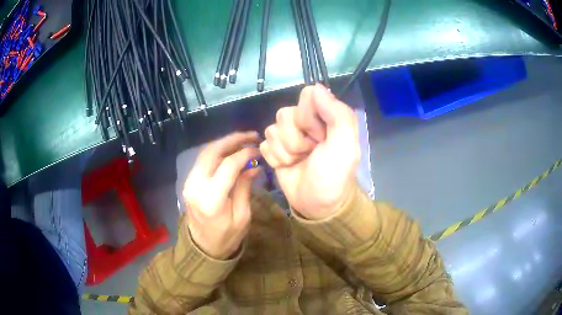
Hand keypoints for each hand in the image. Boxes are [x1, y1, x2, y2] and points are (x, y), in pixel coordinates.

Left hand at [183, 132, 260, 259]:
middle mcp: (196, 186)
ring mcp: (189, 182)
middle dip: (232, 140)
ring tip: (242, 140)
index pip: (228, 165)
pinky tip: (230, 151)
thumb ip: (244, 188)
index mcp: (211, 198)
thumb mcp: (242, 216)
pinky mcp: (189, 182)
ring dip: (224, 143)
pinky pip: (202, 160)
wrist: (203, 247)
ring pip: (205, 153)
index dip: (245, 154)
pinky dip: (217, 152)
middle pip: (212, 152)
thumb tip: (253, 167)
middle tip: (251, 135)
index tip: (258, 150)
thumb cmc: (226, 237)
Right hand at [260, 85, 359, 219]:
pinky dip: (275, 159)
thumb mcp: (345, 145)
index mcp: (325, 116)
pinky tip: (288, 166)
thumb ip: (337, 113)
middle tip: (310, 153)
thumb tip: (316, 87)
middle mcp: (305, 122)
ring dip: (286, 152)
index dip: (309, 117)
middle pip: (285, 114)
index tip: (319, 136)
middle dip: (296, 139)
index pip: (306, 97)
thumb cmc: (333, 176)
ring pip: (271, 130)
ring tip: (299, 162)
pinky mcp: (274, 149)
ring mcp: (287, 136)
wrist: (317, 205)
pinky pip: (265, 144)